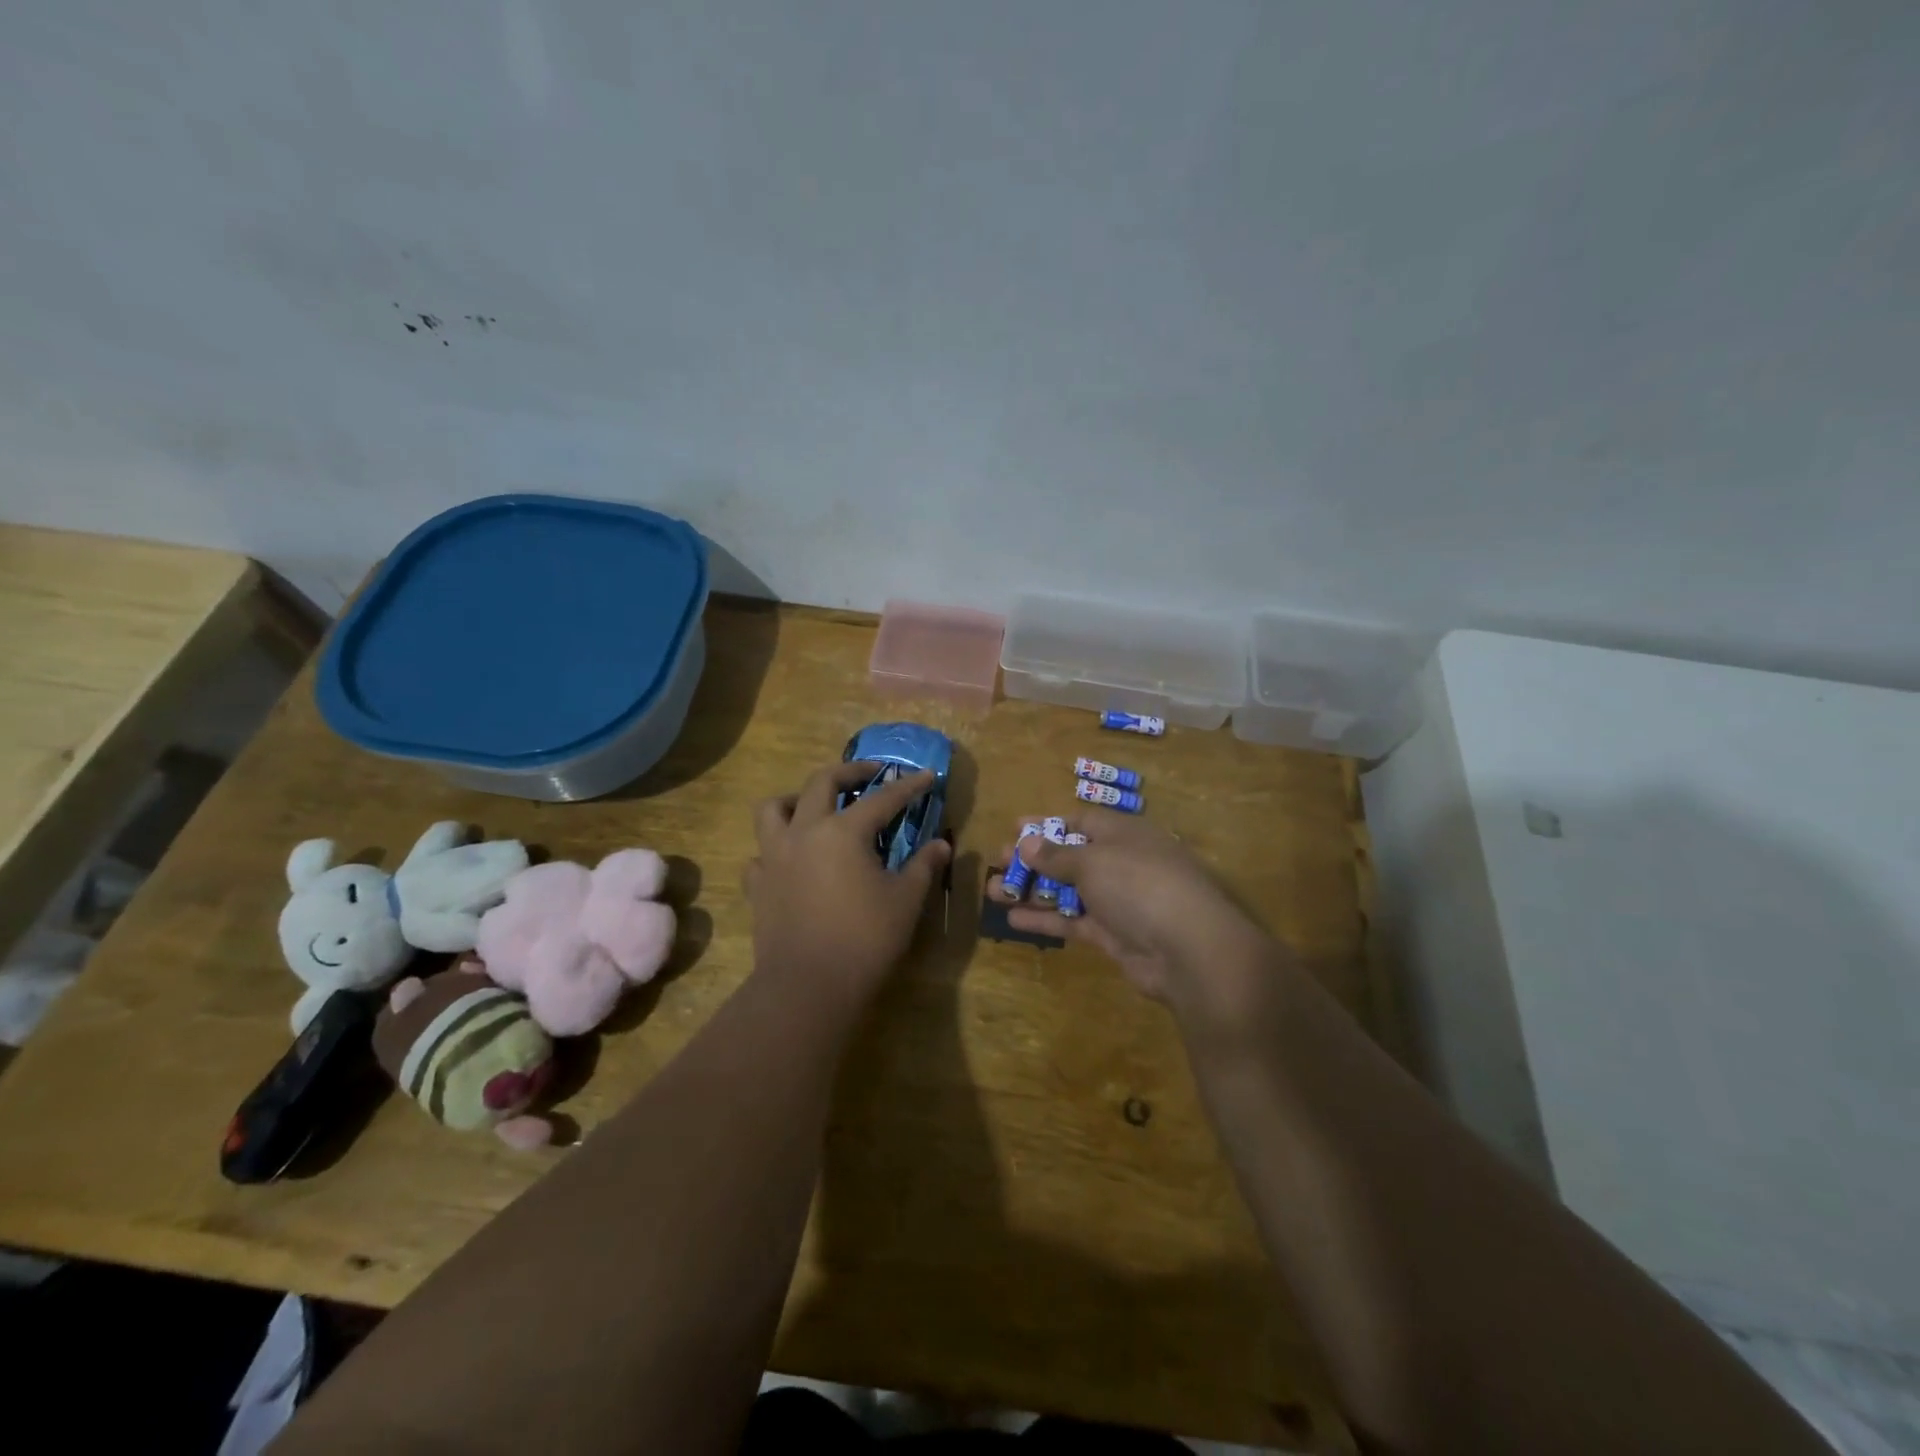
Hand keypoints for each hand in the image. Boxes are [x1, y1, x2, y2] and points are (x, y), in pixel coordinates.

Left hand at [745, 761, 952, 1005]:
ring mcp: (774, 857)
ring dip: (796, 799)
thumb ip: (924, 866)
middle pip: (821, 783)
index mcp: (843, 832)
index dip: (908, 786)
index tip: (926, 776)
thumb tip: (942, 844)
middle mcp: (804, 832)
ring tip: (814, 807)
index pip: (882, 798)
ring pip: (774, 809)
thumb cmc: (865, 940)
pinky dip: (775, 849)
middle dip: (850, 771)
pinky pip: (760, 854)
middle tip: (870, 774)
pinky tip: (791, 860)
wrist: (808, 986)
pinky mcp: (758, 886)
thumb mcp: (905, 901)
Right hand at [993, 809, 1278, 1018]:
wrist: (1189, 949)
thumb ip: (1056, 855)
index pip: (1080, 822)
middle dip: (1033, 860)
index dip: (1047, 825)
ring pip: (1068, 891)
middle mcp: (1121, 863)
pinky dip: (1046, 918)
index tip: (1013, 829)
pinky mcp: (1114, 935)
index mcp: (1124, 833)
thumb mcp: (1092, 861)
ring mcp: (1118, 901)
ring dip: (1033, 890)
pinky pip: (1073, 921)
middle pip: (1071, 857)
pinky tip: (1013, 918)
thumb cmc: (1138, 884)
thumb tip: (1026, 842)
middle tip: (997, 862)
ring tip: (992, 891)